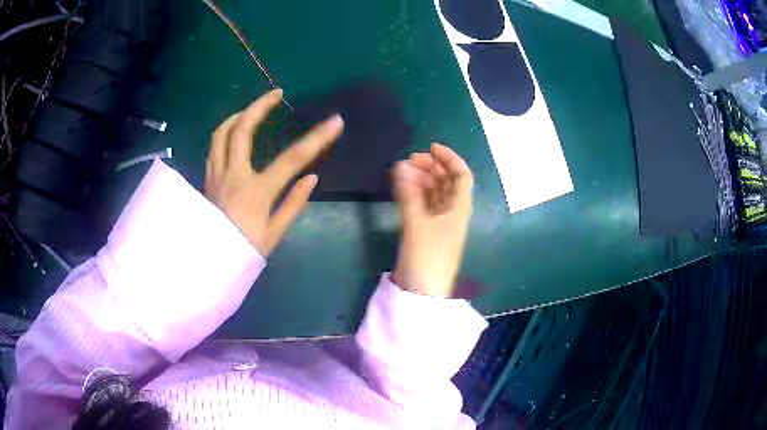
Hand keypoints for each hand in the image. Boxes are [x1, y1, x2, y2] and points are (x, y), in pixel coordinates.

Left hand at [205, 89, 343, 255]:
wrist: (208, 262)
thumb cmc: (243, 250)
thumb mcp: (274, 234)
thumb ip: (293, 203)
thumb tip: (311, 178)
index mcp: (256, 191)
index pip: (292, 158)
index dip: (316, 138)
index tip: (335, 121)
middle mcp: (233, 175)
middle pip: (242, 129)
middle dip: (260, 106)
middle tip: (276, 93)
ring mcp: (216, 174)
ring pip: (221, 134)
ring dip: (238, 115)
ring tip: (251, 109)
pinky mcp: (207, 178)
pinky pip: (214, 147)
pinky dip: (225, 133)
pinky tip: (234, 133)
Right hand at [392, 143, 473, 297]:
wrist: (422, 292)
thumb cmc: (426, 256)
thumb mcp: (417, 223)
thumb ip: (408, 193)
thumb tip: (400, 166)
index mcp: (459, 208)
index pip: (461, 175)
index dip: (449, 158)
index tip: (430, 147)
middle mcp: (453, 212)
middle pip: (446, 181)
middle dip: (431, 167)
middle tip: (409, 160)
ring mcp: (440, 222)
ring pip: (434, 192)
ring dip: (421, 179)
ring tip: (401, 171)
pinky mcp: (427, 231)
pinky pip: (424, 204)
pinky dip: (414, 193)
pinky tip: (402, 187)